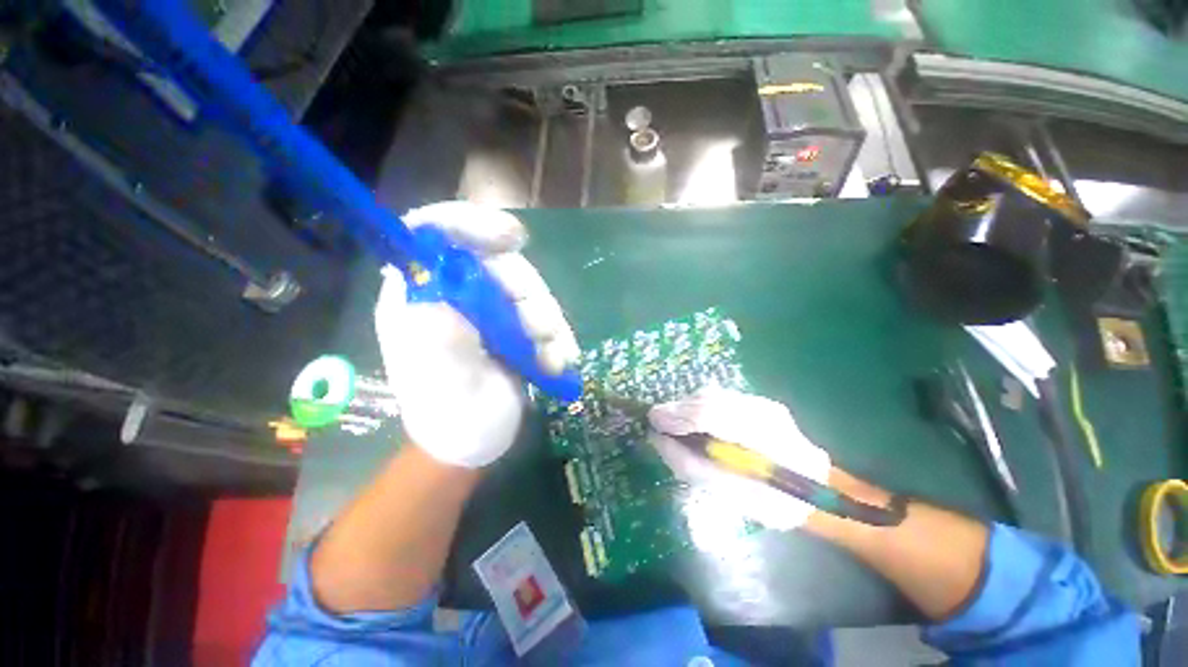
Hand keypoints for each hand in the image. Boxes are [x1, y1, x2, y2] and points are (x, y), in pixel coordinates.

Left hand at [374, 201, 579, 467]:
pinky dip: (557, 336)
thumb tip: (438, 300)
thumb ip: (441, 346)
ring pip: (528, 288)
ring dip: (548, 322)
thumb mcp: (446, 388)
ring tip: (551, 359)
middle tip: (539, 331)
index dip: (469, 224)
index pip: (433, 234)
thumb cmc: (452, 419)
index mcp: (421, 297)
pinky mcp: (515, 324)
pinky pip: (545, 314)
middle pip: (497, 261)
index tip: (512, 239)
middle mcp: (455, 293)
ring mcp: (489, 308)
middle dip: (526, 293)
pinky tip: (559, 361)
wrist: (478, 442)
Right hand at [648, 387, 830, 530]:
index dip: (678, 416)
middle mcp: (767, 414)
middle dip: (678, 409)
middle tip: (658, 421)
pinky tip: (694, 421)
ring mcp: (765, 404)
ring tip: (673, 422)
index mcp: (766, 443)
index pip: (712, 415)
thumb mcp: (728, 495)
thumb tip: (658, 439)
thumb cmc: (771, 503)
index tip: (653, 421)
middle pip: (710, 399)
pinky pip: (720, 398)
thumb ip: (690, 465)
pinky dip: (700, 407)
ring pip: (713, 395)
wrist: (815, 489)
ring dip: (687, 407)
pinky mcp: (761, 402)